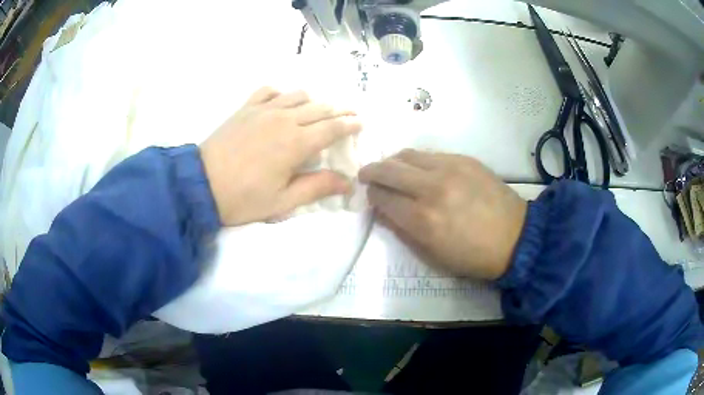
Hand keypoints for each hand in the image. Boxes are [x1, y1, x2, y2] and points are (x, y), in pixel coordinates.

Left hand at [200, 87, 361, 225]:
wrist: (200, 184)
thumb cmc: (243, 198)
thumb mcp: (283, 201)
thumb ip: (317, 188)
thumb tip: (347, 182)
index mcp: (297, 143)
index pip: (332, 128)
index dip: (350, 124)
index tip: (360, 123)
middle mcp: (284, 119)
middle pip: (320, 108)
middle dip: (339, 110)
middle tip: (350, 113)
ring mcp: (264, 110)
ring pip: (298, 95)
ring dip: (314, 101)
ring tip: (319, 110)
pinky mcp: (246, 108)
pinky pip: (268, 91)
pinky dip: (281, 93)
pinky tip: (282, 102)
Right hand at [359, 150, 526, 279]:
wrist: (515, 238)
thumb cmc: (472, 256)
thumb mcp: (432, 256)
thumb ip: (402, 231)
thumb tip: (383, 211)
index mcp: (422, 220)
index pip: (382, 197)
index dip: (372, 196)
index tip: (371, 196)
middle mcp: (431, 188)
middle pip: (388, 170)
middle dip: (371, 172)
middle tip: (367, 175)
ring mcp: (450, 169)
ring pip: (407, 155)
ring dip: (393, 162)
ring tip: (392, 170)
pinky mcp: (464, 159)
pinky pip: (430, 154)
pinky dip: (417, 161)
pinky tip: (420, 170)